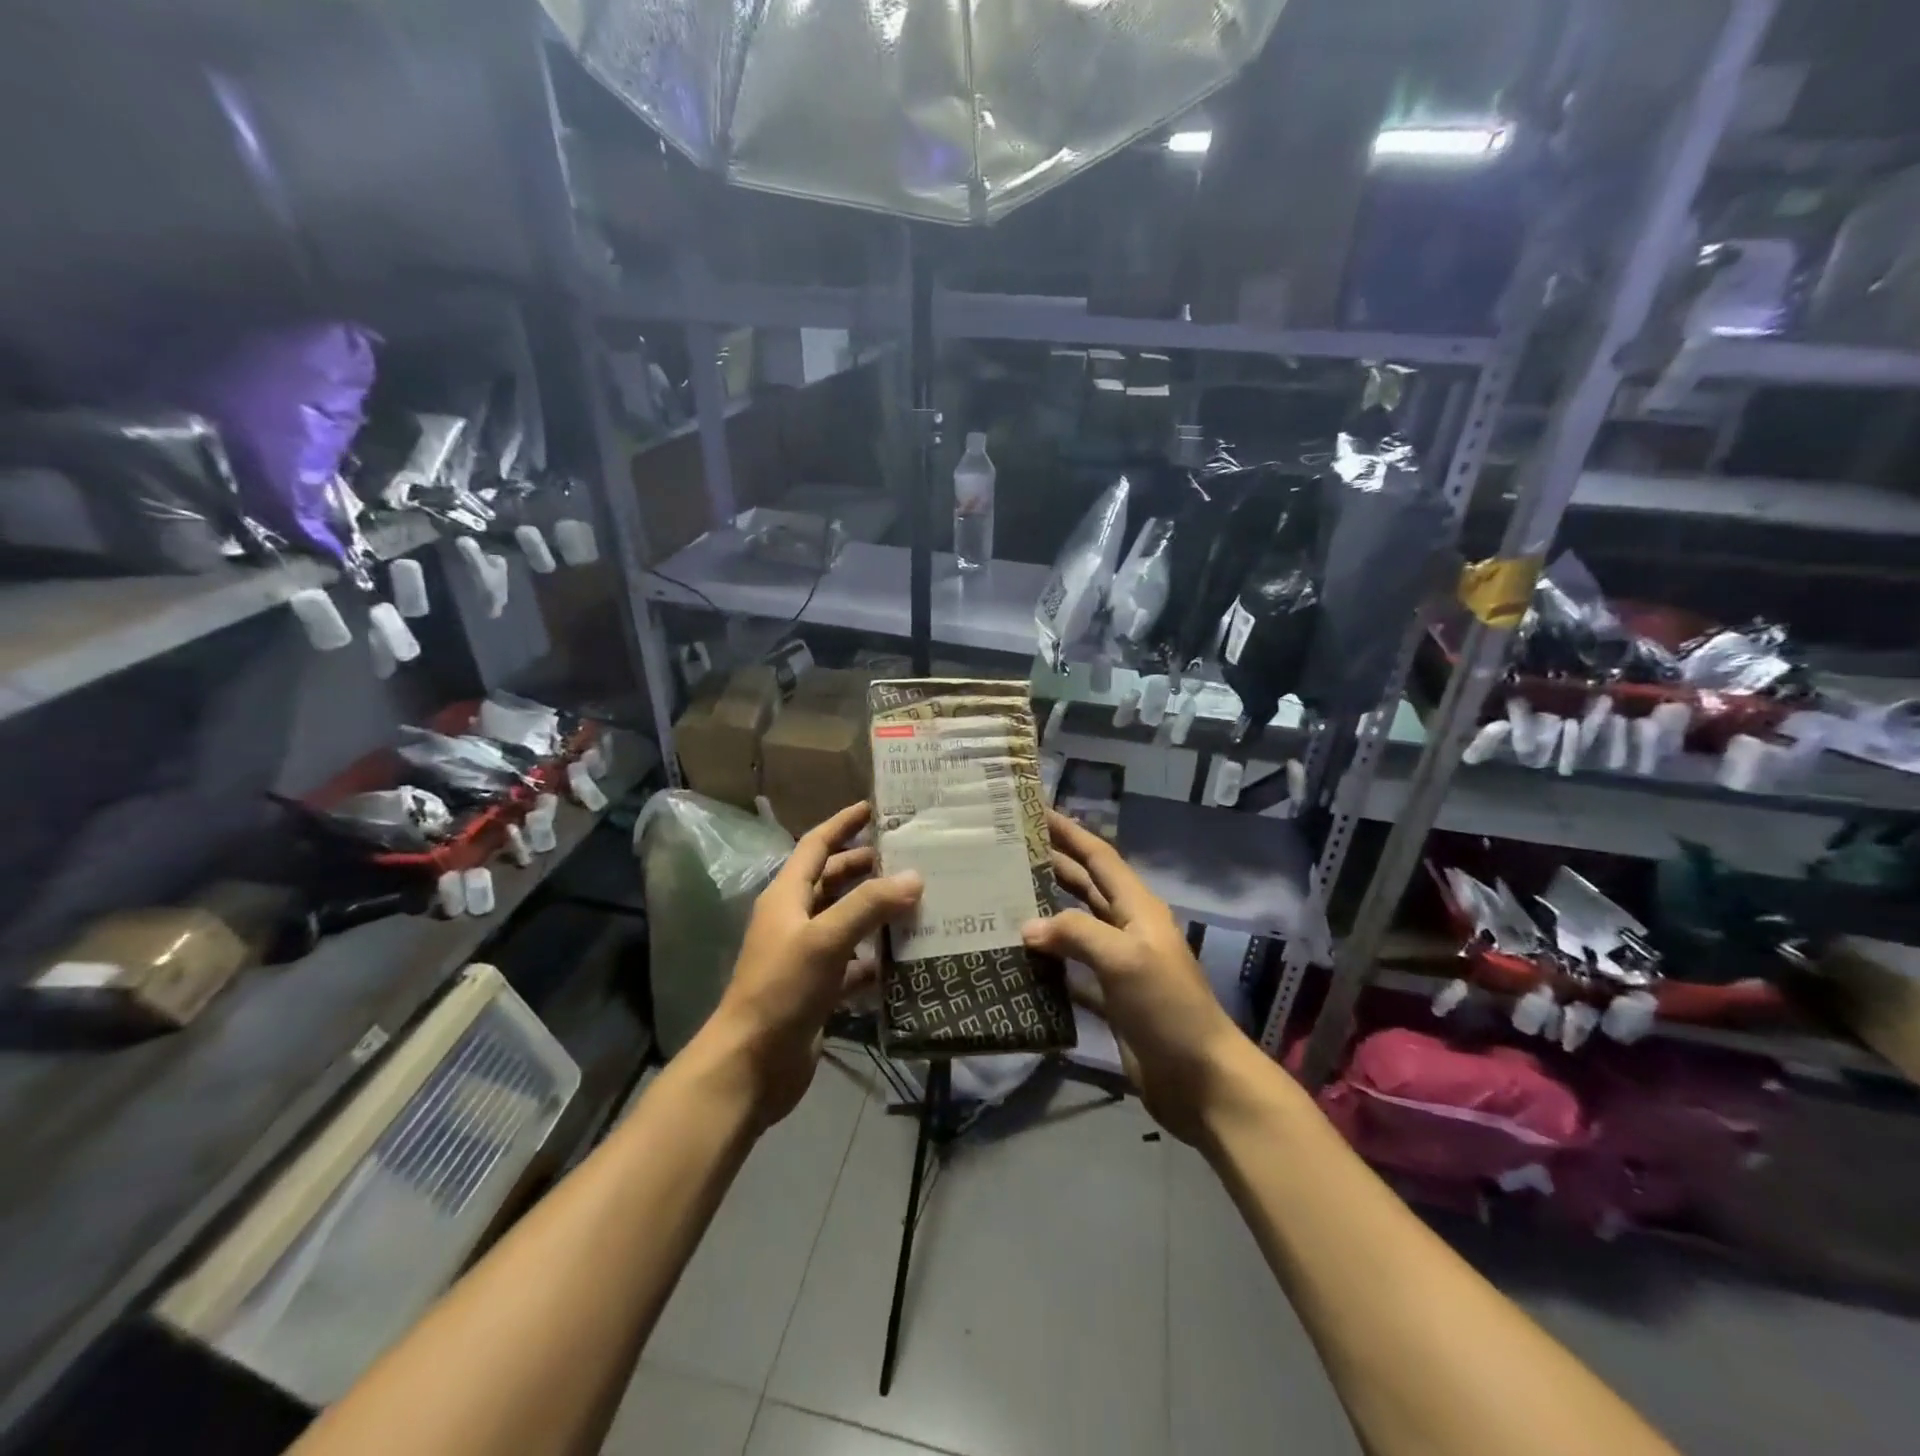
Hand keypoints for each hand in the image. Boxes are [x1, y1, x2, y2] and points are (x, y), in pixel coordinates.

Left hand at [704, 802, 921, 1129]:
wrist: (751, 1065)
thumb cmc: (781, 990)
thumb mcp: (825, 939)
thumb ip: (868, 905)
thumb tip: (914, 877)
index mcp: (787, 896)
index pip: (816, 846)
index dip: (842, 824)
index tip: (873, 808)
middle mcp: (795, 919)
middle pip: (833, 881)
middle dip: (867, 867)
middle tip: (910, 857)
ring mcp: (806, 955)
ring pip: (846, 921)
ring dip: (876, 911)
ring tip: (918, 901)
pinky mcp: (818, 989)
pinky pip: (853, 962)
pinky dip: (876, 956)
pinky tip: (906, 956)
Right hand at [1022, 808, 1258, 1144]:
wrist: (1200, 1079)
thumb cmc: (1168, 1007)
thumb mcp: (1125, 959)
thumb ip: (1076, 933)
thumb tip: (1027, 927)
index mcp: (1137, 908)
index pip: (1099, 857)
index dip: (1070, 832)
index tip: (1037, 810)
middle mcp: (1127, 928)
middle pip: (1084, 886)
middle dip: (1052, 865)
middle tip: (1008, 851)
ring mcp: (1118, 965)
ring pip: (1074, 926)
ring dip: (1044, 912)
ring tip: (1003, 898)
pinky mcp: (1109, 998)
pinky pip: (1071, 970)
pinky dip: (1047, 962)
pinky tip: (1018, 958)